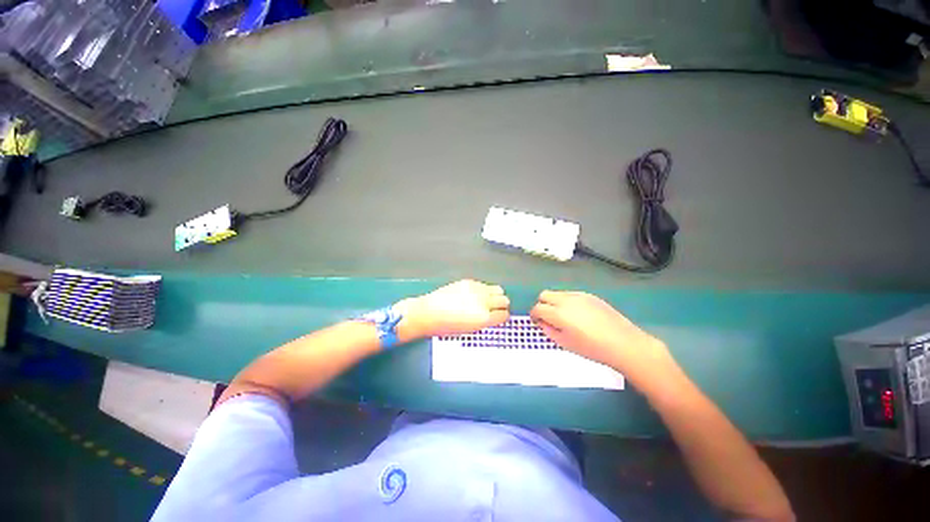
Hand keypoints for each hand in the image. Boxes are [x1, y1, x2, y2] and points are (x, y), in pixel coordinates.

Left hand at [396, 280, 509, 339]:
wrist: (428, 313)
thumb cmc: (446, 327)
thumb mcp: (469, 330)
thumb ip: (485, 322)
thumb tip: (493, 316)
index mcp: (484, 318)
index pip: (504, 315)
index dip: (504, 316)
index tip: (502, 316)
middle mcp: (483, 302)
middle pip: (504, 300)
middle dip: (502, 304)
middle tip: (496, 307)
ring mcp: (477, 290)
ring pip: (497, 289)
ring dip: (495, 295)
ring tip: (487, 299)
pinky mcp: (469, 282)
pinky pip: (484, 284)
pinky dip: (484, 290)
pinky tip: (475, 295)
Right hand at [529, 290, 670, 375]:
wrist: (623, 343)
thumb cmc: (592, 348)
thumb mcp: (565, 343)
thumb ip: (548, 330)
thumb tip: (541, 322)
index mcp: (558, 313)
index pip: (537, 308)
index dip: (534, 315)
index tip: (537, 322)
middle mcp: (566, 300)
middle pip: (544, 295)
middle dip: (542, 305)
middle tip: (548, 318)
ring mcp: (579, 295)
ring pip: (558, 293)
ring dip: (554, 302)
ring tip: (564, 317)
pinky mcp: (589, 295)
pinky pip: (571, 295)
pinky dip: (567, 302)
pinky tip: (578, 315)